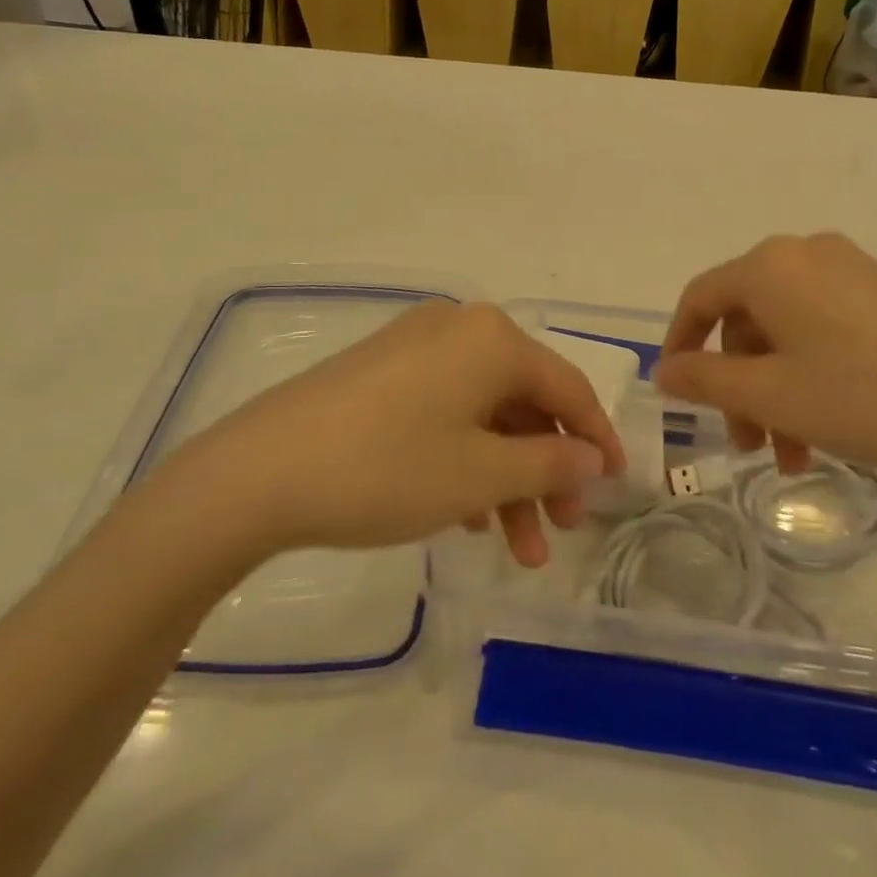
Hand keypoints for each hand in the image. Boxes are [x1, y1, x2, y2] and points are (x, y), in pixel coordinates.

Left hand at [158, 303, 626, 569]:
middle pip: (524, 402)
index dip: (597, 439)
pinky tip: (465, 515)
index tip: (618, 486)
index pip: (567, 388)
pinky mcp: (382, 372)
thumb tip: (593, 458)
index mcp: (492, 339)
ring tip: (513, 547)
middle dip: (546, 471)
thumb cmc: (387, 468)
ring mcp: (415, 347)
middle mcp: (458, 328)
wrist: (258, 472)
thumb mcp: (480, 475)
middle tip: (561, 530)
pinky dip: (465, 459)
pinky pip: (445, 411)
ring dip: (506, 477)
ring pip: (484, 413)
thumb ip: (550, 463)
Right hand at [654, 234, 876, 491]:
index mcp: (771, 266)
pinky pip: (825, 329)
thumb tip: (665, 370)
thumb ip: (705, 380)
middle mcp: (807, 255)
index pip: (700, 298)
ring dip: (776, 390)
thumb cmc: (866, 397)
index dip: (679, 345)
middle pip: (747, 319)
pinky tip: (829, 426)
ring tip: (794, 457)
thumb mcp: (772, 395)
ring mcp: (854, 271)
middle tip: (749, 445)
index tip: (675, 395)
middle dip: (738, 385)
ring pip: (787, 331)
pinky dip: (811, 375)